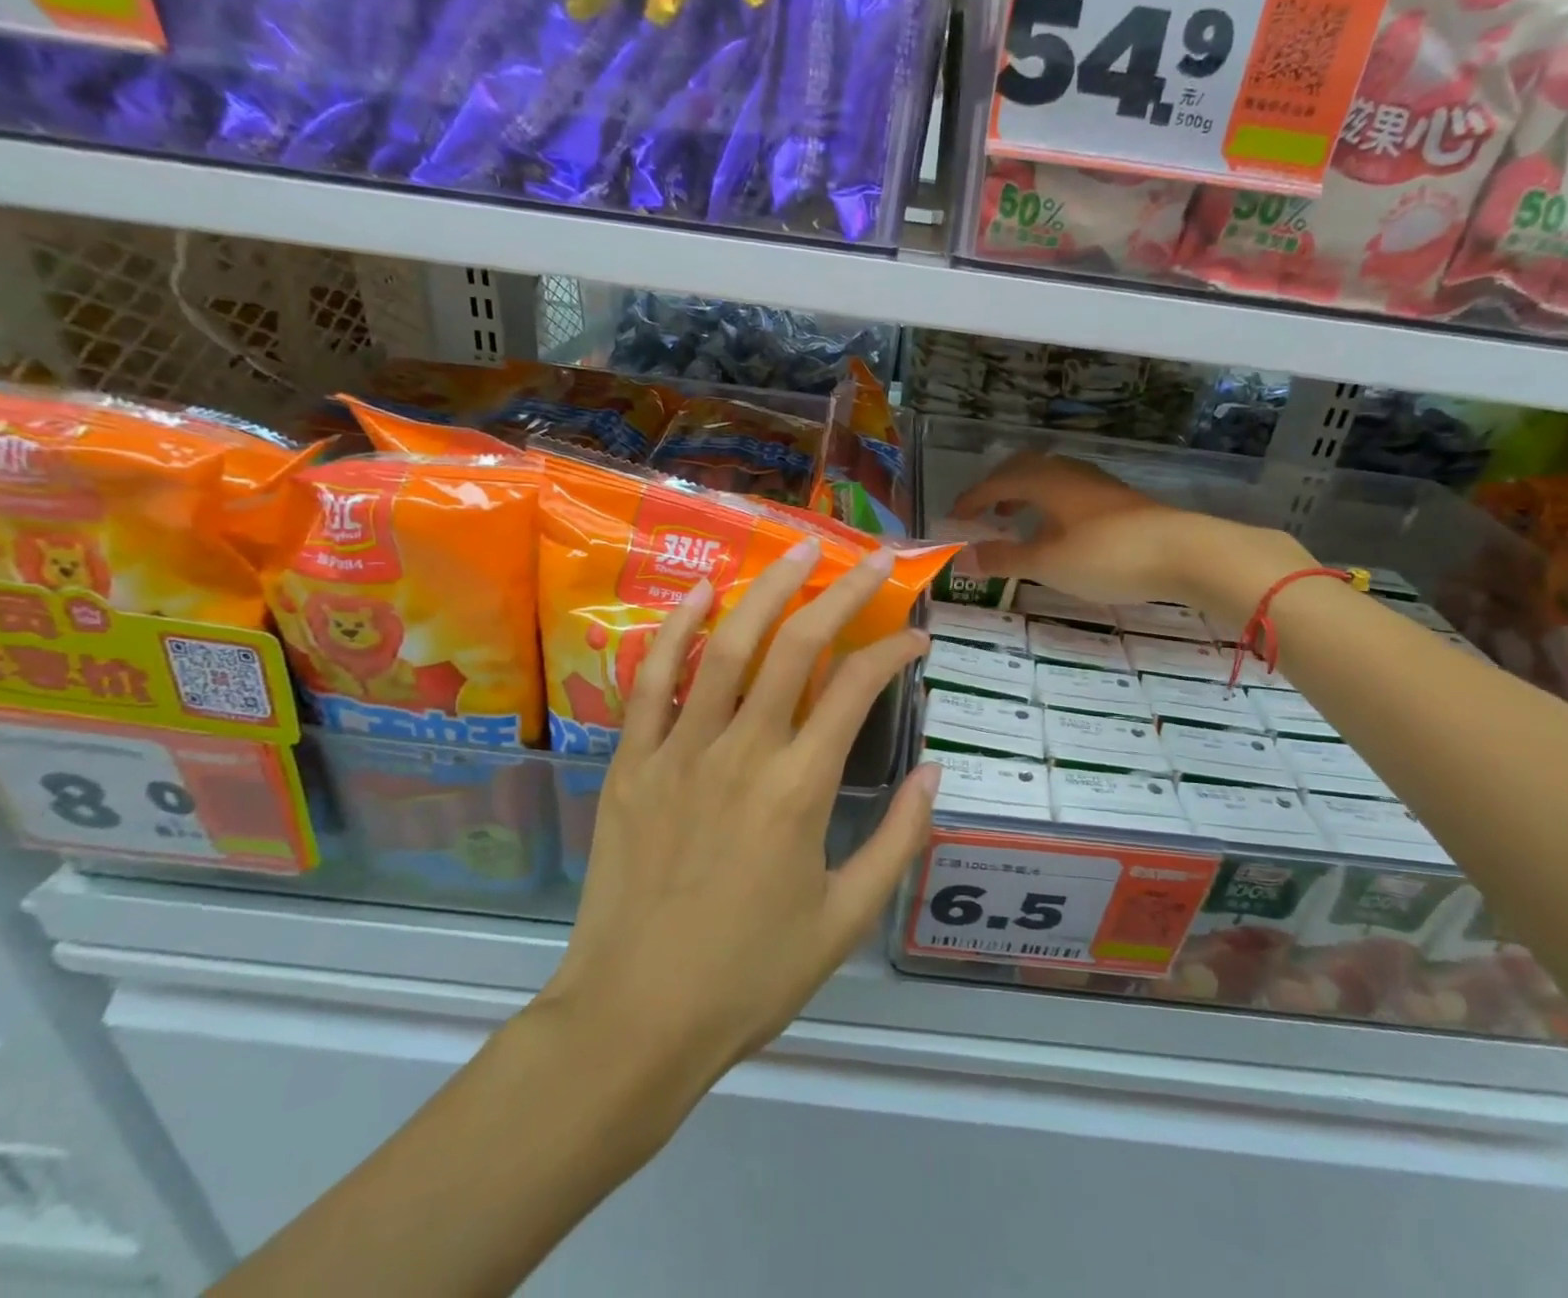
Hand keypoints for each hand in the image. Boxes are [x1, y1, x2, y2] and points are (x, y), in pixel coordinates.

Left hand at [543, 540, 938, 1094]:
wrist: (635, 1019)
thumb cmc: (749, 975)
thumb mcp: (845, 920)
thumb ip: (897, 841)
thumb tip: (934, 772)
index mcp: (800, 789)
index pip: (857, 689)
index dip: (893, 652)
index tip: (917, 640)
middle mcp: (743, 751)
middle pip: (798, 646)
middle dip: (843, 593)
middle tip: (873, 559)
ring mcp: (681, 750)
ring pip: (729, 646)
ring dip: (768, 590)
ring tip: (798, 548)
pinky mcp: (633, 762)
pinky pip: (652, 680)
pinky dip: (676, 629)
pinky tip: (701, 593)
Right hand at [950, 452, 1313, 622]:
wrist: (1185, 552)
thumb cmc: (1107, 556)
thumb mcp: (1048, 564)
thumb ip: (1003, 559)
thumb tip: (960, 558)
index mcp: (1046, 481)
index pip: (996, 482)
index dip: (971, 498)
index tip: (953, 516)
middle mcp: (1069, 473)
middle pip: (1024, 468)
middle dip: (998, 488)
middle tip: (983, 512)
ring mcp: (1097, 485)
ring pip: (1050, 478)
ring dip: (1025, 495)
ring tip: (1015, 520)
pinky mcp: (1119, 501)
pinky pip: (1069, 491)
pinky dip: (1049, 504)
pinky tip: (1058, 531)